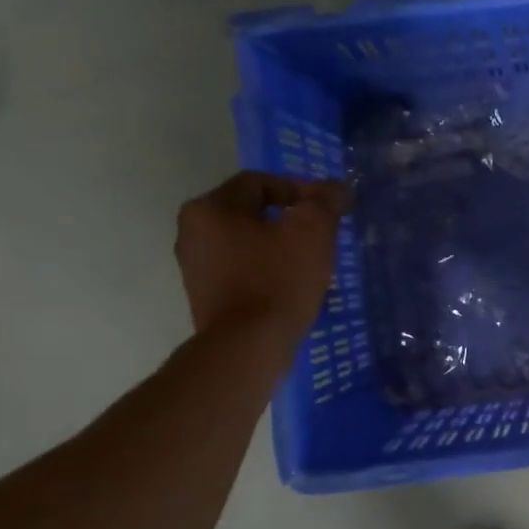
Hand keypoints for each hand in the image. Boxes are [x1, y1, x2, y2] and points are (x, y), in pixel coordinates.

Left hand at [174, 172, 347, 342]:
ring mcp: (196, 265)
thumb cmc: (278, 280)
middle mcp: (193, 231)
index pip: (262, 182)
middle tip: (325, 233)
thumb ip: (325, 201)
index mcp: (211, 208)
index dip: (302, 189)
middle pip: (253, 211)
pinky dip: (269, 268)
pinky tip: (293, 284)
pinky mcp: (206, 294)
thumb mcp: (312, 231)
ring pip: (249, 241)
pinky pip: (243, 268)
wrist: (248, 346)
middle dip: (292, 218)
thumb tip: (335, 188)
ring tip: (313, 260)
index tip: (330, 209)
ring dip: (281, 244)